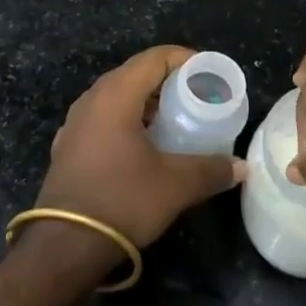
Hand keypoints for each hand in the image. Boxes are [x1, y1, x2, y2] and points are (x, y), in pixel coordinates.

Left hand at [36, 45, 246, 249]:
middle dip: (166, 80)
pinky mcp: (67, 147)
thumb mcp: (175, 185)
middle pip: (134, 73)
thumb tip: (242, 167)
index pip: (155, 58)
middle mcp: (92, 99)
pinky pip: (102, 118)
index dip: (184, 59)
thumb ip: (211, 170)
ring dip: (145, 101)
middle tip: (195, 95)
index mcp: (116, 94)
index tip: (208, 73)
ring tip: (173, 119)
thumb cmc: (122, 201)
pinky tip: (141, 145)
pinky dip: (126, 120)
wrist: (64, 247)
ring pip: (116, 96)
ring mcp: (75, 123)